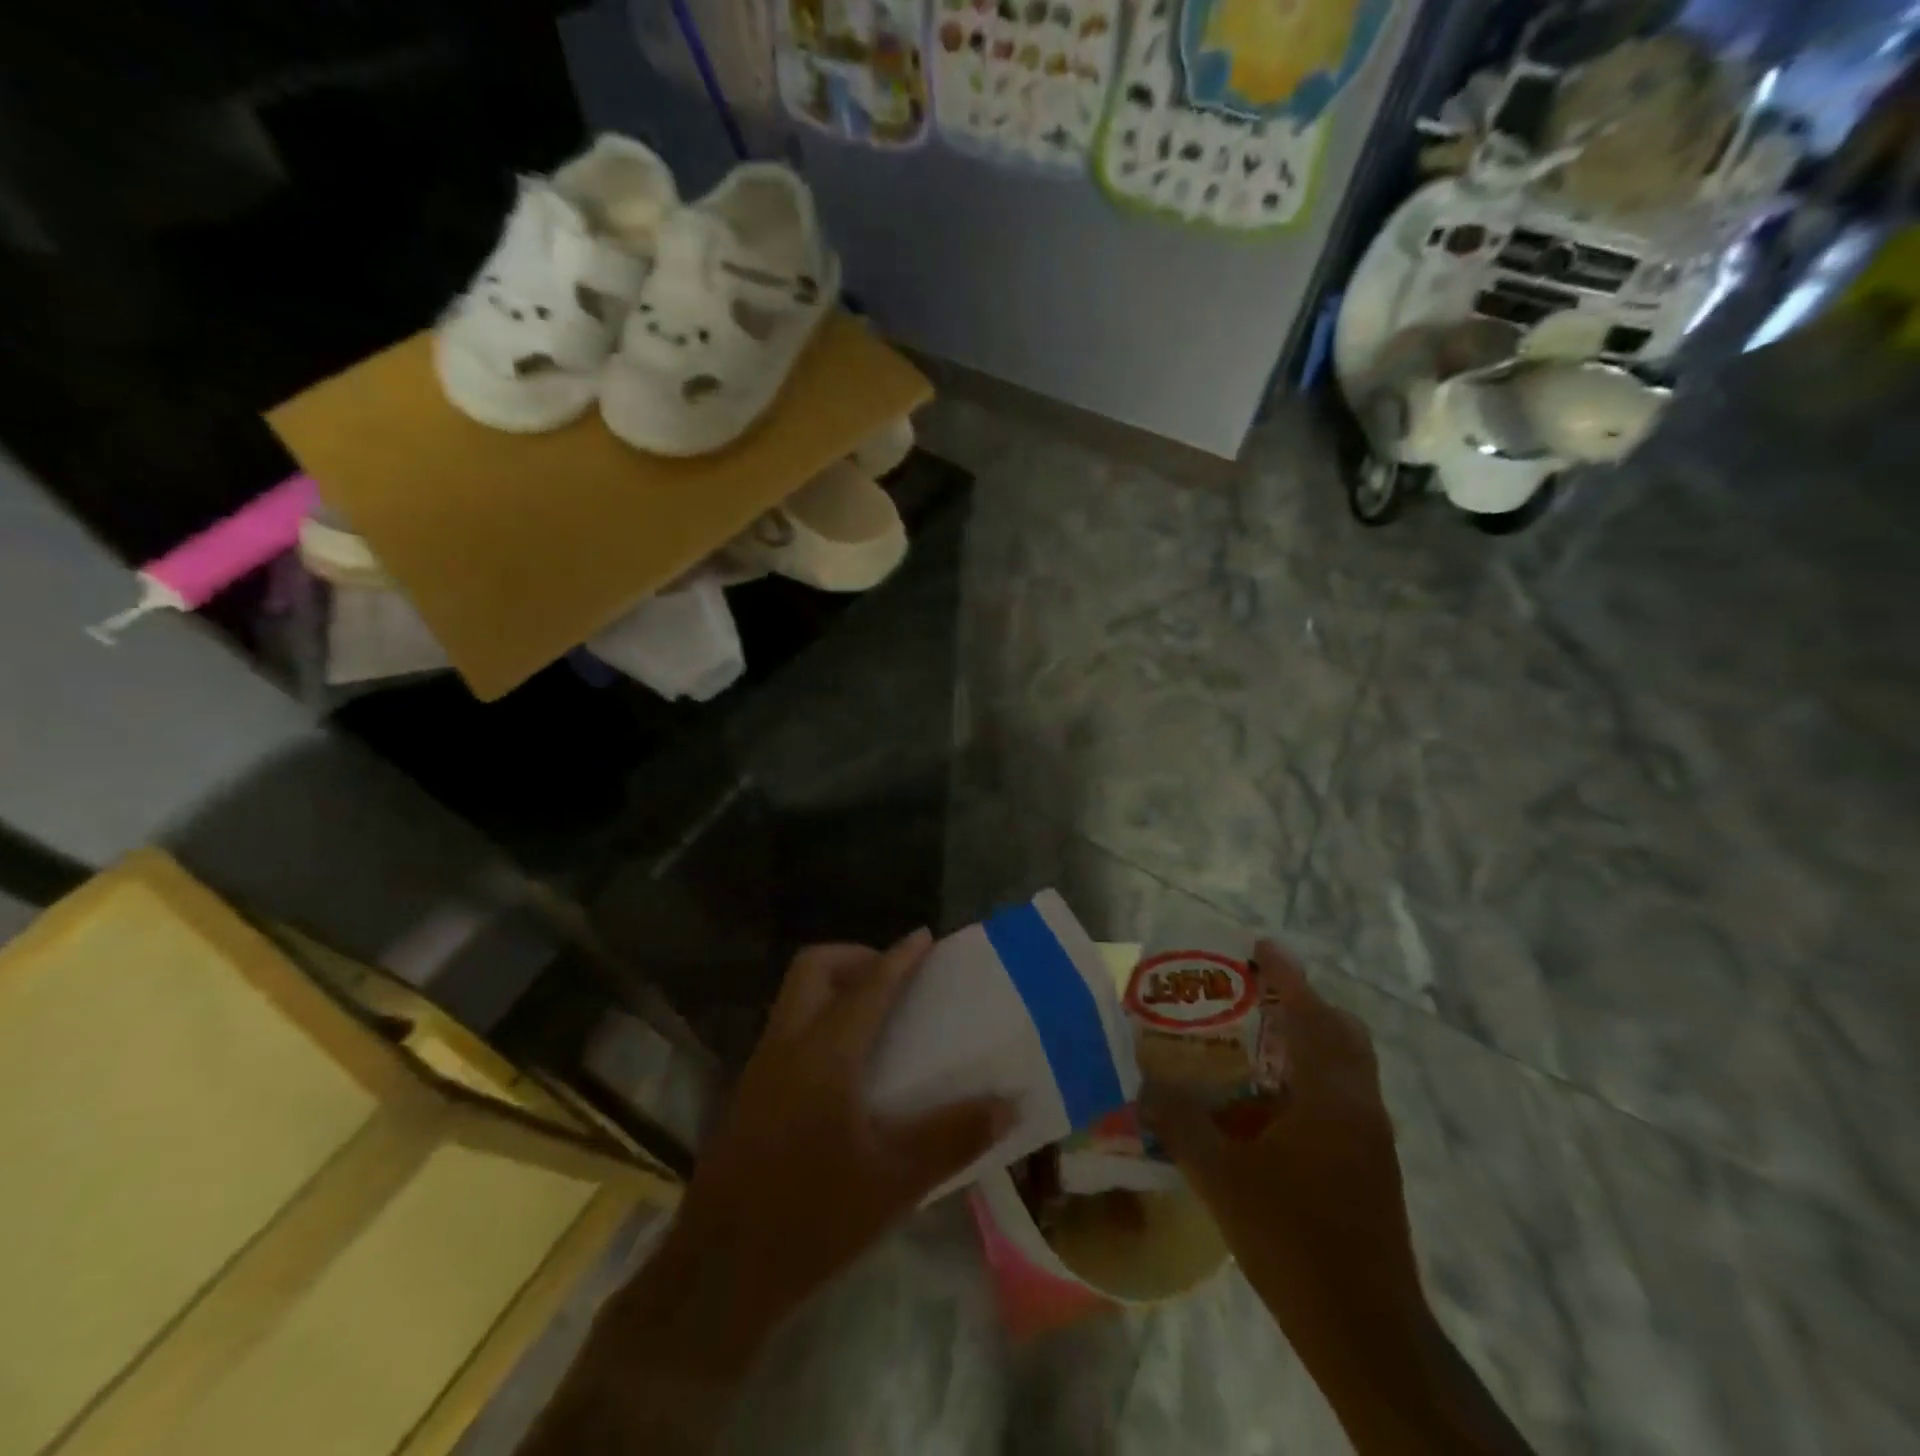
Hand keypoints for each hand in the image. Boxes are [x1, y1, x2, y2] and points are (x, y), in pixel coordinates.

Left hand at [527, 932, 1014, 1454]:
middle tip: (893, 978)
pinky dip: (819, 1018)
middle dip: (855, 957)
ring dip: (834, 986)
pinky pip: (787, 1028)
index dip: (899, 958)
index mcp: (824, 1055)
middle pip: (813, 968)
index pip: (868, 987)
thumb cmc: (812, 1221)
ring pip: (794, 996)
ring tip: (876, 1017)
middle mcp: (787, 1046)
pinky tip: (845, 1067)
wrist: (718, 1276)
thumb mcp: (895, 1184)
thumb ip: (953, 1138)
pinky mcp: (748, 1093)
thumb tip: (1008, 1104)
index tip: (923, 936)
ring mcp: (760, 1068)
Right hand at [1144, 939, 1423, 1366]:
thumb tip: (1142, 1080)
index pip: (1310, 1013)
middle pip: (1342, 1031)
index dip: (1287, 974)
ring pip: (1348, 1064)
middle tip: (1255, 996)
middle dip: (1304, 1003)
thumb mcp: (1220, 1177)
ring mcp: (1373, 1136)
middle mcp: (1359, 1104)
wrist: (1365, 1330)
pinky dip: (1314, 1075)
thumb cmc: (1292, 1240)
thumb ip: (1178, 1121)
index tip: (1260, 946)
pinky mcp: (1375, 1165)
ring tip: (1256, 1041)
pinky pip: (1345, 1094)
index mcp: (1329, 1095)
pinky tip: (1271, 1103)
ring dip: (1310, 1039)